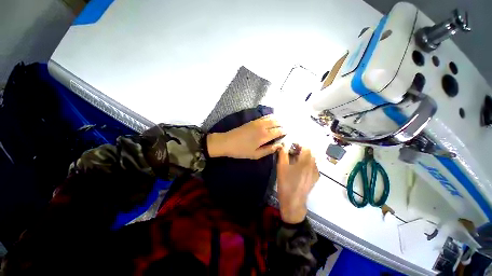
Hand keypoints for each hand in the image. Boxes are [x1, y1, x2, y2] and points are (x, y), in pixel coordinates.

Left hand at [207, 115, 285, 159]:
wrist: (226, 142)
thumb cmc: (241, 150)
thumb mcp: (255, 155)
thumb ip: (269, 150)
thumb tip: (280, 146)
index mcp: (264, 136)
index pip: (279, 131)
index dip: (285, 132)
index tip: (289, 134)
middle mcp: (263, 126)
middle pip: (277, 122)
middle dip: (284, 125)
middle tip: (287, 129)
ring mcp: (257, 122)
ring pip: (272, 117)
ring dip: (279, 120)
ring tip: (283, 123)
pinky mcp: (253, 120)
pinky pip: (265, 116)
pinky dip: (271, 117)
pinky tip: (273, 119)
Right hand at [276, 146, 318, 223]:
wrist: (293, 201)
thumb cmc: (286, 183)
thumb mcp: (281, 167)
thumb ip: (283, 154)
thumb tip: (283, 146)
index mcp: (305, 162)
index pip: (306, 148)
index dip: (299, 145)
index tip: (292, 147)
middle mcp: (313, 166)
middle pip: (310, 153)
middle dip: (302, 151)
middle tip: (292, 154)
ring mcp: (315, 173)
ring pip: (312, 160)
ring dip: (305, 158)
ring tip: (296, 162)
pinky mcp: (315, 179)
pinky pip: (313, 167)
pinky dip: (308, 165)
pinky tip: (300, 170)